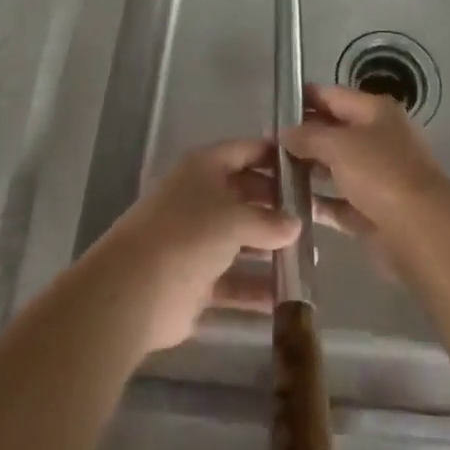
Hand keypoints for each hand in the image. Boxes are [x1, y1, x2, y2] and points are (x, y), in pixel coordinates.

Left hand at [90, 138, 300, 354]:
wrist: (134, 291)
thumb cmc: (188, 235)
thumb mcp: (235, 219)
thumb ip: (269, 221)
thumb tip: (295, 225)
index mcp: (204, 168)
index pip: (245, 151)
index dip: (275, 156)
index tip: (308, 166)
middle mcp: (200, 198)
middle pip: (245, 195)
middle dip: (277, 206)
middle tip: (315, 216)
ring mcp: (196, 240)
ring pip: (241, 240)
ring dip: (270, 250)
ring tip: (309, 258)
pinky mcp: (195, 280)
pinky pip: (234, 281)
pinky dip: (256, 288)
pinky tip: (287, 298)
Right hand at [283, 85, 449, 278]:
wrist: (421, 232)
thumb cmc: (380, 174)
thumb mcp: (339, 145)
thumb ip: (308, 136)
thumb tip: (285, 132)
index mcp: (376, 112)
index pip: (333, 95)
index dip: (303, 99)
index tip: (273, 109)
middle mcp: (379, 138)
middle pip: (334, 131)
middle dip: (302, 137)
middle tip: (265, 146)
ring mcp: (378, 176)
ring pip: (336, 167)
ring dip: (308, 171)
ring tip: (271, 175)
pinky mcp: (373, 210)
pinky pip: (340, 201)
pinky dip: (320, 203)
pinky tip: (291, 205)